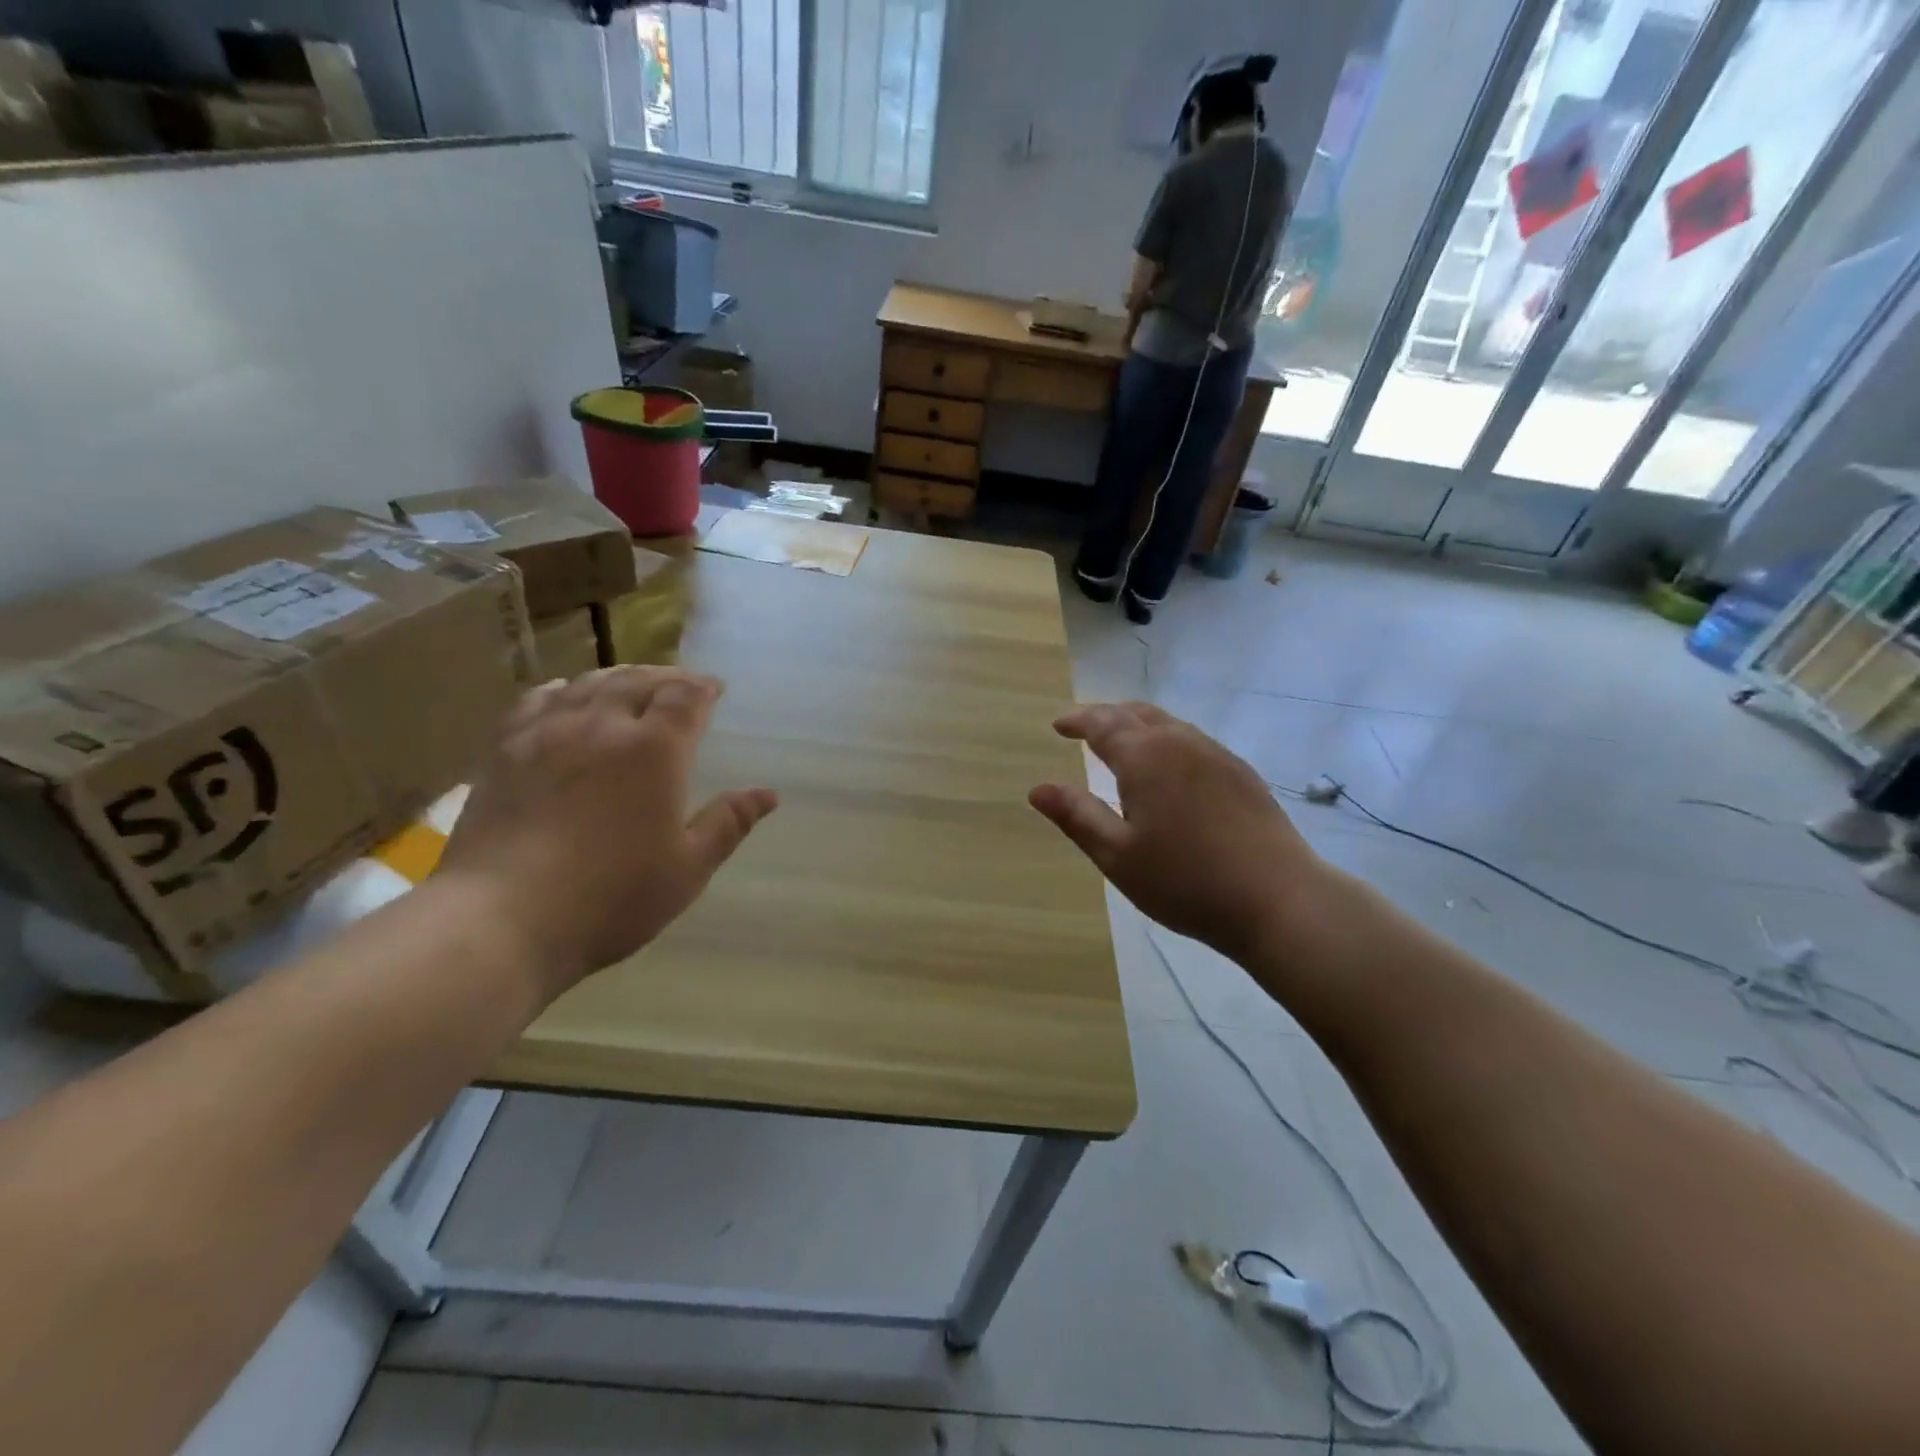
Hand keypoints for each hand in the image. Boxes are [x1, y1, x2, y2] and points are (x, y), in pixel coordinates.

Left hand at [436, 667, 777, 998]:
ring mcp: (548, 734)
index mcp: (655, 750)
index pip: (685, 696)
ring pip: (588, 684)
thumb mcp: (688, 868)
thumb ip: (729, 824)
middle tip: (678, 685)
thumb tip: (768, 794)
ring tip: (630, 683)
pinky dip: (561, 689)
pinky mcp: (504, 751)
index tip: (715, 688)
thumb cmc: (612, 897)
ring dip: (617, 677)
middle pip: (637, 679)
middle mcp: (603, 726)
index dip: (703, 686)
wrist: (503, 919)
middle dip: (664, 676)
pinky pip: (536, 701)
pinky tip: (565, 696)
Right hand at [1029, 702, 1319, 963]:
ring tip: (1122, 742)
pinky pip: (1193, 741)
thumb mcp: (1117, 855)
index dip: (1077, 721)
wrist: (1277, 898)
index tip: (1058, 726)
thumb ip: (1077, 816)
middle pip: (1136, 714)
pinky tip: (1169, 767)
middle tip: (1085, 727)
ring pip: (1168, 724)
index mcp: (1145, 757)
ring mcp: (1216, 754)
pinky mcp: (1241, 773)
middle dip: (1106, 715)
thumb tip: (1038, 788)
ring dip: (1138, 724)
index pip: (1102, 723)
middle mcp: (1180, 742)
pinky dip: (1167, 740)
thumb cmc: (1185, 881)